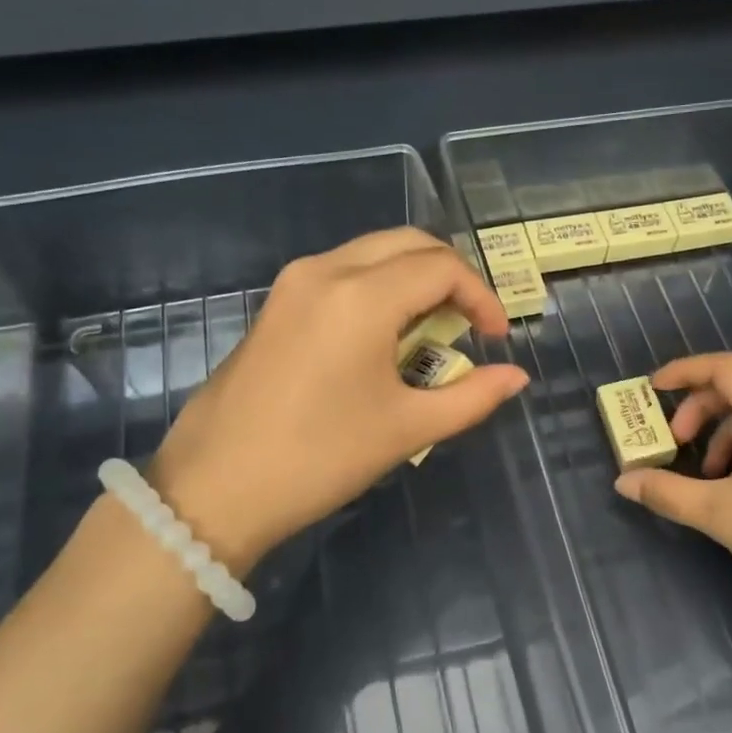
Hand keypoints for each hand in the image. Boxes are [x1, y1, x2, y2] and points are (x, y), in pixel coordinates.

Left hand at [146, 229, 530, 574]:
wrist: (214, 488)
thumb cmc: (319, 458)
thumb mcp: (406, 428)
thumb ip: (472, 397)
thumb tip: (516, 378)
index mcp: (362, 296)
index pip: (441, 267)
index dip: (482, 296)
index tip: (497, 339)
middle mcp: (325, 270)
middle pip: (407, 244)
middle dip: (450, 275)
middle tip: (471, 323)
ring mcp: (293, 284)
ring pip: (372, 253)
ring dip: (413, 279)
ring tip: (433, 329)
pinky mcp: (275, 304)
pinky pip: (342, 273)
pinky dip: (378, 288)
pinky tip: (385, 336)